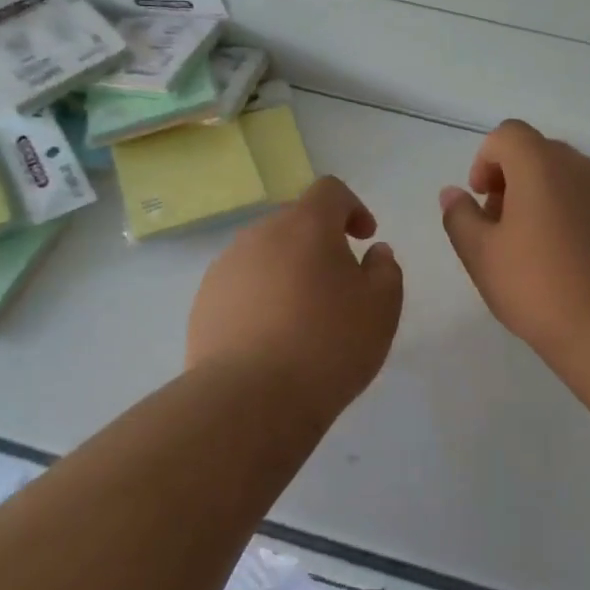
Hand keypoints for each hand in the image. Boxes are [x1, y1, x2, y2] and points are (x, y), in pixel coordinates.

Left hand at [187, 176, 404, 406]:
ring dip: (287, 270)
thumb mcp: (382, 308)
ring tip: (302, 317)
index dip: (352, 207)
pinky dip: (260, 297)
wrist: (250, 399)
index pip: (329, 190)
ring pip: (265, 254)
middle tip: (338, 284)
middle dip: (319, 242)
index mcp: (306, 225)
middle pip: (295, 221)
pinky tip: (270, 338)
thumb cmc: (328, 345)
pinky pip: (241, 285)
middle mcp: (260, 234)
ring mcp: (226, 267)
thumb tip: (374, 252)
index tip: (363, 238)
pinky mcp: (204, 302)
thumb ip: (385, 269)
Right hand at [440, 120, 589, 361]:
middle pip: (538, 153)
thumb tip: (453, 193)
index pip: (507, 135)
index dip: (486, 160)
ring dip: (543, 197)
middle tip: (500, 225)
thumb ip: (460, 216)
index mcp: (540, 164)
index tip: (481, 199)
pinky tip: (567, 259)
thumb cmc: (537, 285)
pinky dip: (572, 215)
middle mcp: (579, 166)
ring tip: (533, 246)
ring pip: (566, 178)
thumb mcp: (480, 254)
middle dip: (512, 179)